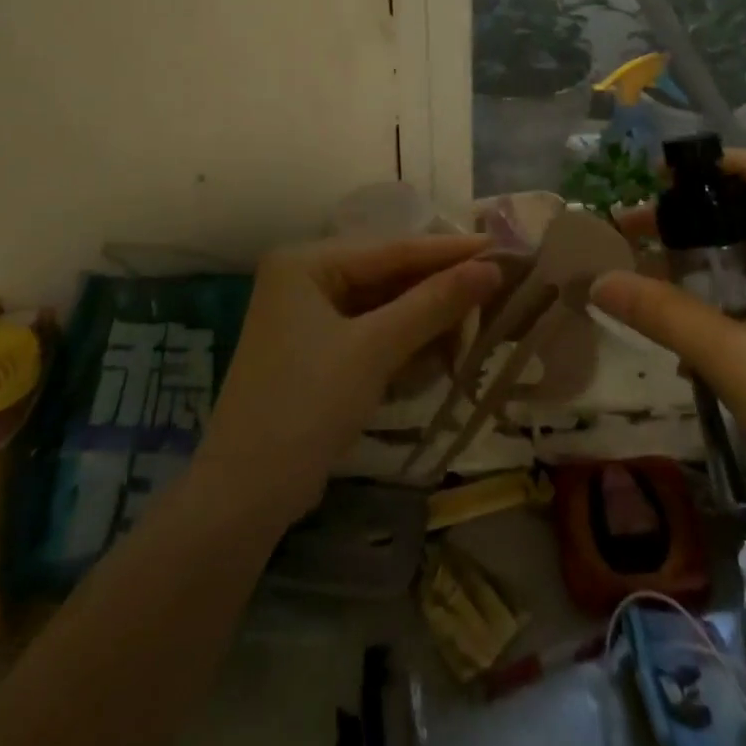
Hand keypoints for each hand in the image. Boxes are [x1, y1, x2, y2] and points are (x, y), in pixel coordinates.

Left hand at [195, 234, 499, 524]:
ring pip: (385, 306)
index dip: (449, 251)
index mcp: (306, 262)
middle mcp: (306, 278)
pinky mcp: (319, 351)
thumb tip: (492, 267)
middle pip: (389, 275)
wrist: (243, 498)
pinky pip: (373, 332)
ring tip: (473, 330)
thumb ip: (433, 304)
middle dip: (439, 291)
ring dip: (426, 321)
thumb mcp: (374, 350)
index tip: (501, 247)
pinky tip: (439, 355)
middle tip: (495, 292)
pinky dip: (405, 343)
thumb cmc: (305, 407)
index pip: (392, 249)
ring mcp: (310, 316)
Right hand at [591, 150, 745, 527]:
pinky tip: (695, 320)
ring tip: (657, 268)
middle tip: (640, 231)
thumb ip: (661, 313)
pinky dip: (730, 281)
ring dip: (708, 249)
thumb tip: (597, 281)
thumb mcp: (729, 358)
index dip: (707, 163)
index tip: (655, 180)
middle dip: (694, 210)